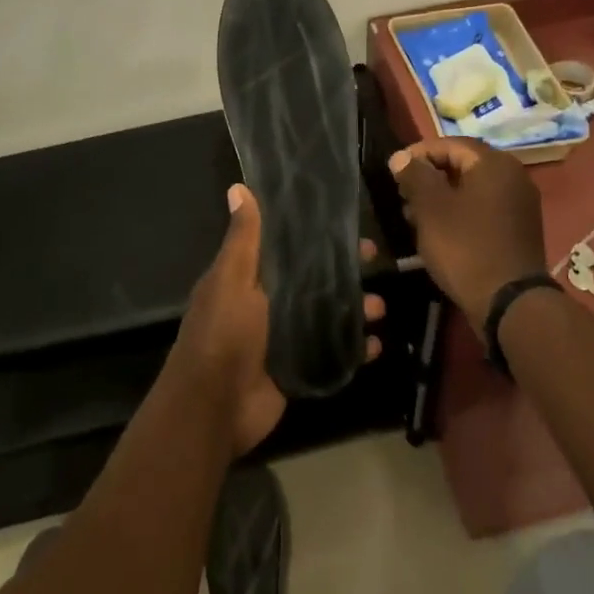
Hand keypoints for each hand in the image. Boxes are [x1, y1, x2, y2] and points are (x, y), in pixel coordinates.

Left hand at [170, 185, 384, 455]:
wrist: (214, 406)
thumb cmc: (223, 333)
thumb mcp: (233, 279)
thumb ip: (243, 239)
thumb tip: (238, 187)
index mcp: (249, 278)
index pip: (289, 248)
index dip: (318, 236)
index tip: (349, 227)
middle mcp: (267, 303)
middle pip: (313, 280)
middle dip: (344, 272)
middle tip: (377, 263)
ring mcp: (283, 338)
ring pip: (327, 315)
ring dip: (355, 309)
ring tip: (380, 308)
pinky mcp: (296, 369)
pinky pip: (331, 354)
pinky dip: (354, 349)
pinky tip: (376, 345)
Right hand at [389, 138, 544, 329]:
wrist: (509, 303)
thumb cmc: (465, 247)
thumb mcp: (431, 208)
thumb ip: (414, 176)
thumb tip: (401, 157)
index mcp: (494, 163)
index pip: (450, 144)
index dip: (418, 153)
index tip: (394, 170)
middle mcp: (513, 176)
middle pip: (462, 165)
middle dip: (429, 176)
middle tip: (403, 194)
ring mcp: (519, 204)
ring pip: (472, 189)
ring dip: (442, 197)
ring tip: (414, 217)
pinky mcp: (518, 229)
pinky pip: (483, 209)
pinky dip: (459, 212)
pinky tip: (439, 232)